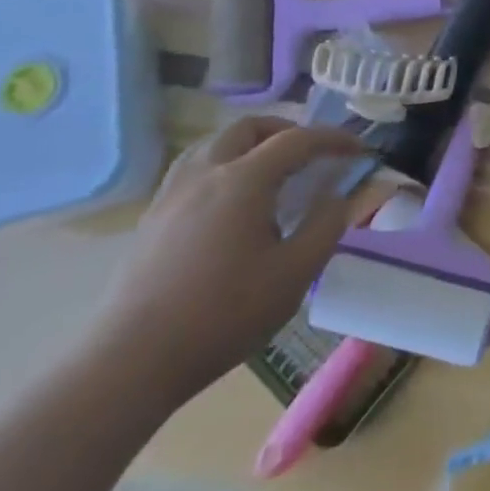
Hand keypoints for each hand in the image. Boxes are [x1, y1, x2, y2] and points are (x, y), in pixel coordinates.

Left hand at [88, 117, 385, 407]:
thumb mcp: (294, 274)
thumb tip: (337, 196)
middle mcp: (205, 173)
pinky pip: (193, 170)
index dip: (333, 139)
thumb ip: (325, 226)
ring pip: (215, 144)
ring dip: (251, 144)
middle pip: (249, 128)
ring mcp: (171, 194)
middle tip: (312, 155)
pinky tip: (231, 203)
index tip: (359, 150)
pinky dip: (223, 166)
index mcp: (244, 180)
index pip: (297, 139)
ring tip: (272, 172)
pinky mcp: (151, 219)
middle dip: (287, 131)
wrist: (130, 362)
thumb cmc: (223, 315)